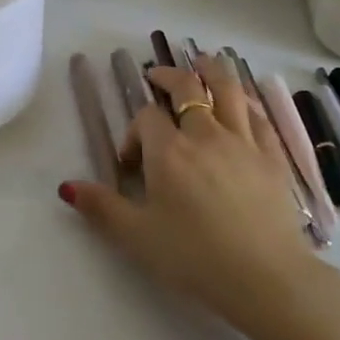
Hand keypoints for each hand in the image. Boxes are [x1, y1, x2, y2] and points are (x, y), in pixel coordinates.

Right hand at [59, 53, 321, 329]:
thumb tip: (67, 186)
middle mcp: (205, 134)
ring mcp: (243, 142)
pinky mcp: (272, 157)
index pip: (146, 118)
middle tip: (158, 75)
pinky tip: (243, 104)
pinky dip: (246, 103)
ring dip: (211, 70)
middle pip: (187, 88)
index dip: (134, 132)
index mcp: (169, 151)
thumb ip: (102, 208)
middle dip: (169, 77)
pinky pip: (259, 117)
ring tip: (202, 61)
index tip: (131, 163)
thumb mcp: (138, 237)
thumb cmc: (195, 258)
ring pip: (227, 90)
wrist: (266, 278)